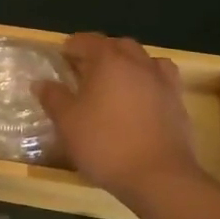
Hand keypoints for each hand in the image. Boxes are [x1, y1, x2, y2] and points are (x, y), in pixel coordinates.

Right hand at [36, 33, 205, 213]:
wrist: (159, 177)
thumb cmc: (106, 144)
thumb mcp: (68, 122)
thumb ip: (54, 97)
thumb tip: (41, 82)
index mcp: (108, 61)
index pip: (87, 40)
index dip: (72, 46)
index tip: (61, 56)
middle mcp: (138, 63)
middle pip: (118, 45)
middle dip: (101, 52)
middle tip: (85, 69)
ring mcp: (162, 82)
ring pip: (144, 60)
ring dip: (128, 63)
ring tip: (115, 81)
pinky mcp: (178, 103)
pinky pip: (162, 80)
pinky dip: (149, 81)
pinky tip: (141, 98)